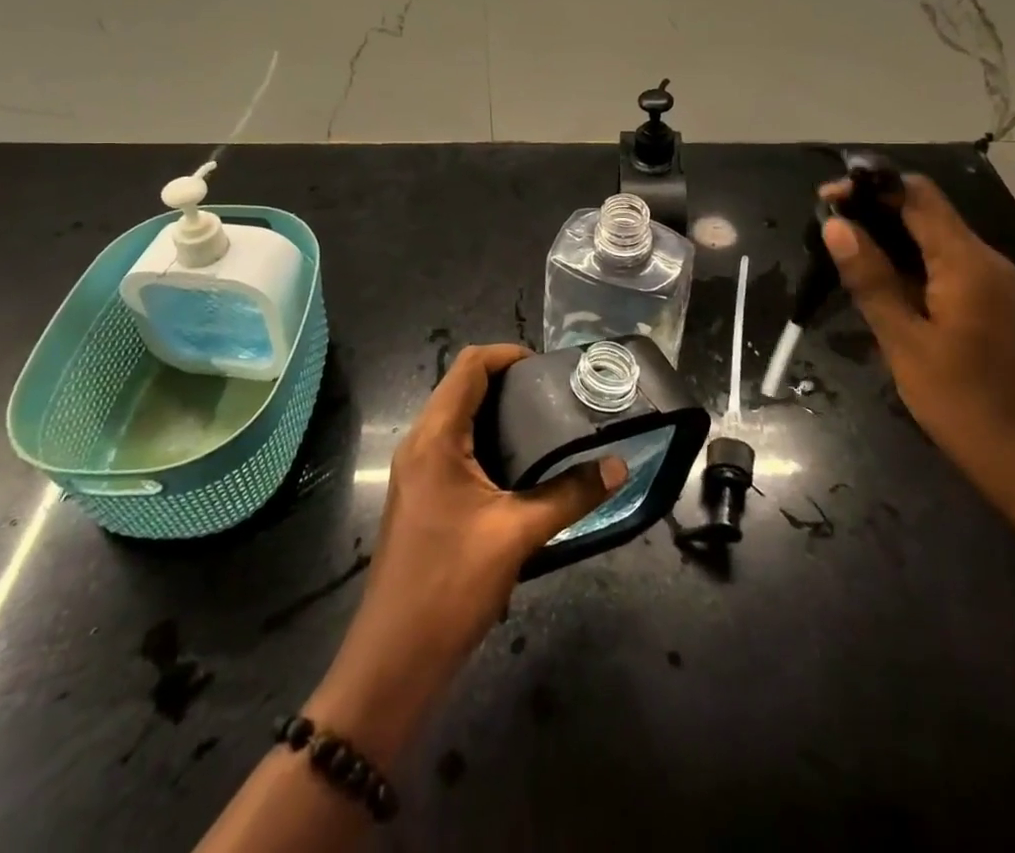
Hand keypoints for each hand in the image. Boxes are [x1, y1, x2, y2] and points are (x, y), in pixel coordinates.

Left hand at [305, 343, 624, 765]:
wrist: (394, 660)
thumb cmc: (451, 585)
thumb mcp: (517, 534)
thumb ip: (571, 495)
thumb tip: (619, 466)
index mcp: (435, 437)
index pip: (469, 366)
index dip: (508, 354)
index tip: (548, 368)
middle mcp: (420, 443)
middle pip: (462, 386)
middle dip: (508, 382)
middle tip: (556, 396)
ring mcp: (416, 470)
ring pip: (458, 417)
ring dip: (497, 412)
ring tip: (546, 425)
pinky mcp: (421, 495)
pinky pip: (454, 446)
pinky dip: (487, 440)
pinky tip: (521, 466)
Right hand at [822, 175, 1014, 516]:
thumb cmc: (966, 405)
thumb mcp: (905, 343)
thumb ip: (871, 279)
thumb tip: (836, 225)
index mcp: (967, 262)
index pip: (917, 194)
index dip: (870, 186)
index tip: (826, 199)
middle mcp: (986, 261)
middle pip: (926, 212)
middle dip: (874, 212)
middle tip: (826, 232)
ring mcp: (995, 285)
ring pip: (935, 241)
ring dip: (889, 240)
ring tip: (843, 257)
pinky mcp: (994, 307)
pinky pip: (946, 267)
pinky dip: (910, 265)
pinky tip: (880, 287)